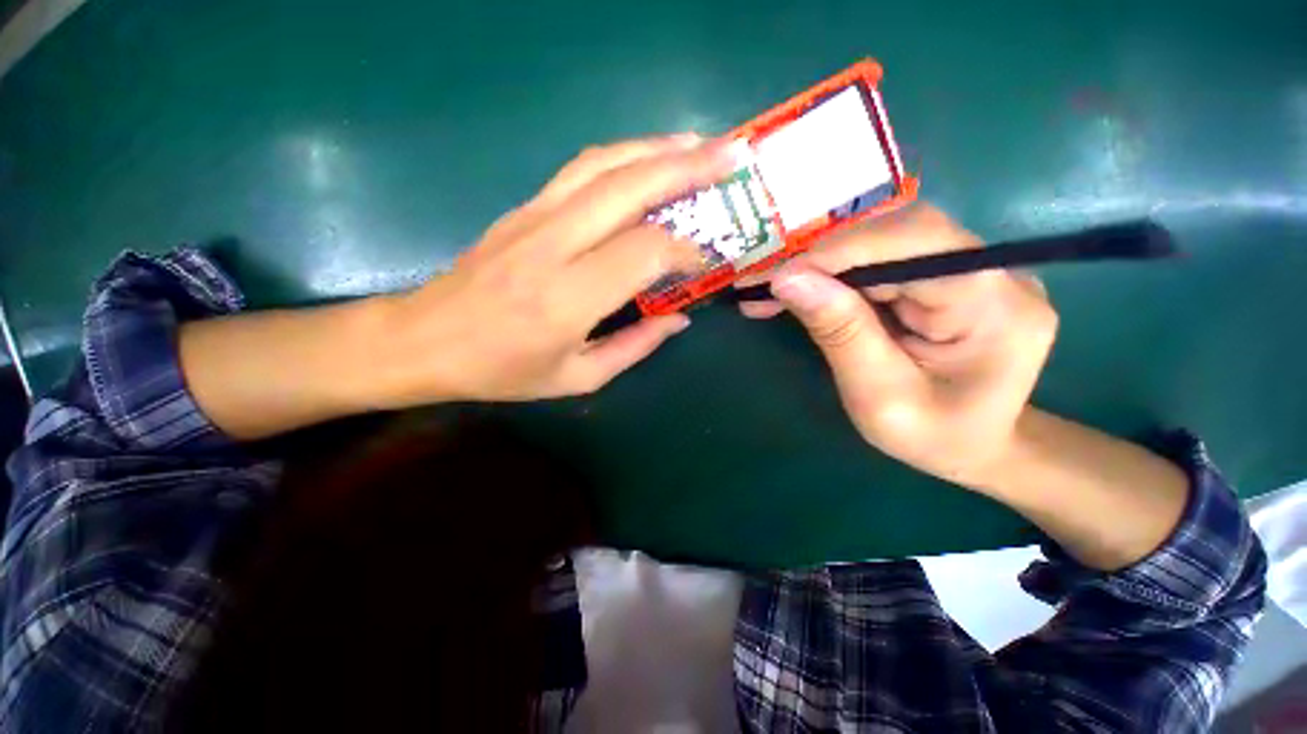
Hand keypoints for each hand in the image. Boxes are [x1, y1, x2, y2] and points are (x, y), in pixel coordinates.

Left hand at [377, 135, 733, 403]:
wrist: (424, 340)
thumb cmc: (503, 370)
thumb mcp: (577, 377)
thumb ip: (634, 347)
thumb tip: (679, 318)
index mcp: (568, 299)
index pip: (644, 253)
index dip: (683, 250)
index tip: (704, 259)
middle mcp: (553, 246)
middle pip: (628, 188)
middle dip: (685, 168)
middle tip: (728, 157)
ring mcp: (534, 217)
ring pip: (603, 165)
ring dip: (655, 148)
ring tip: (696, 144)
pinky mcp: (523, 207)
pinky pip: (580, 170)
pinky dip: (622, 157)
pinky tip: (646, 159)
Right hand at [739, 205, 1057, 486]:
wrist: (978, 448)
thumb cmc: (933, 437)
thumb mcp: (879, 396)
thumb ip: (841, 333)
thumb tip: (788, 279)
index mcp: (994, 306)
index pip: (915, 242)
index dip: (839, 251)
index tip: (777, 275)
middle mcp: (993, 270)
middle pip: (896, 234)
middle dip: (821, 257)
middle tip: (763, 283)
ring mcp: (971, 268)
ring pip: (882, 243)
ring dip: (821, 266)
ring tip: (771, 291)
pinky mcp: (945, 275)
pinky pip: (881, 261)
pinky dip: (834, 275)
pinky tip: (803, 291)